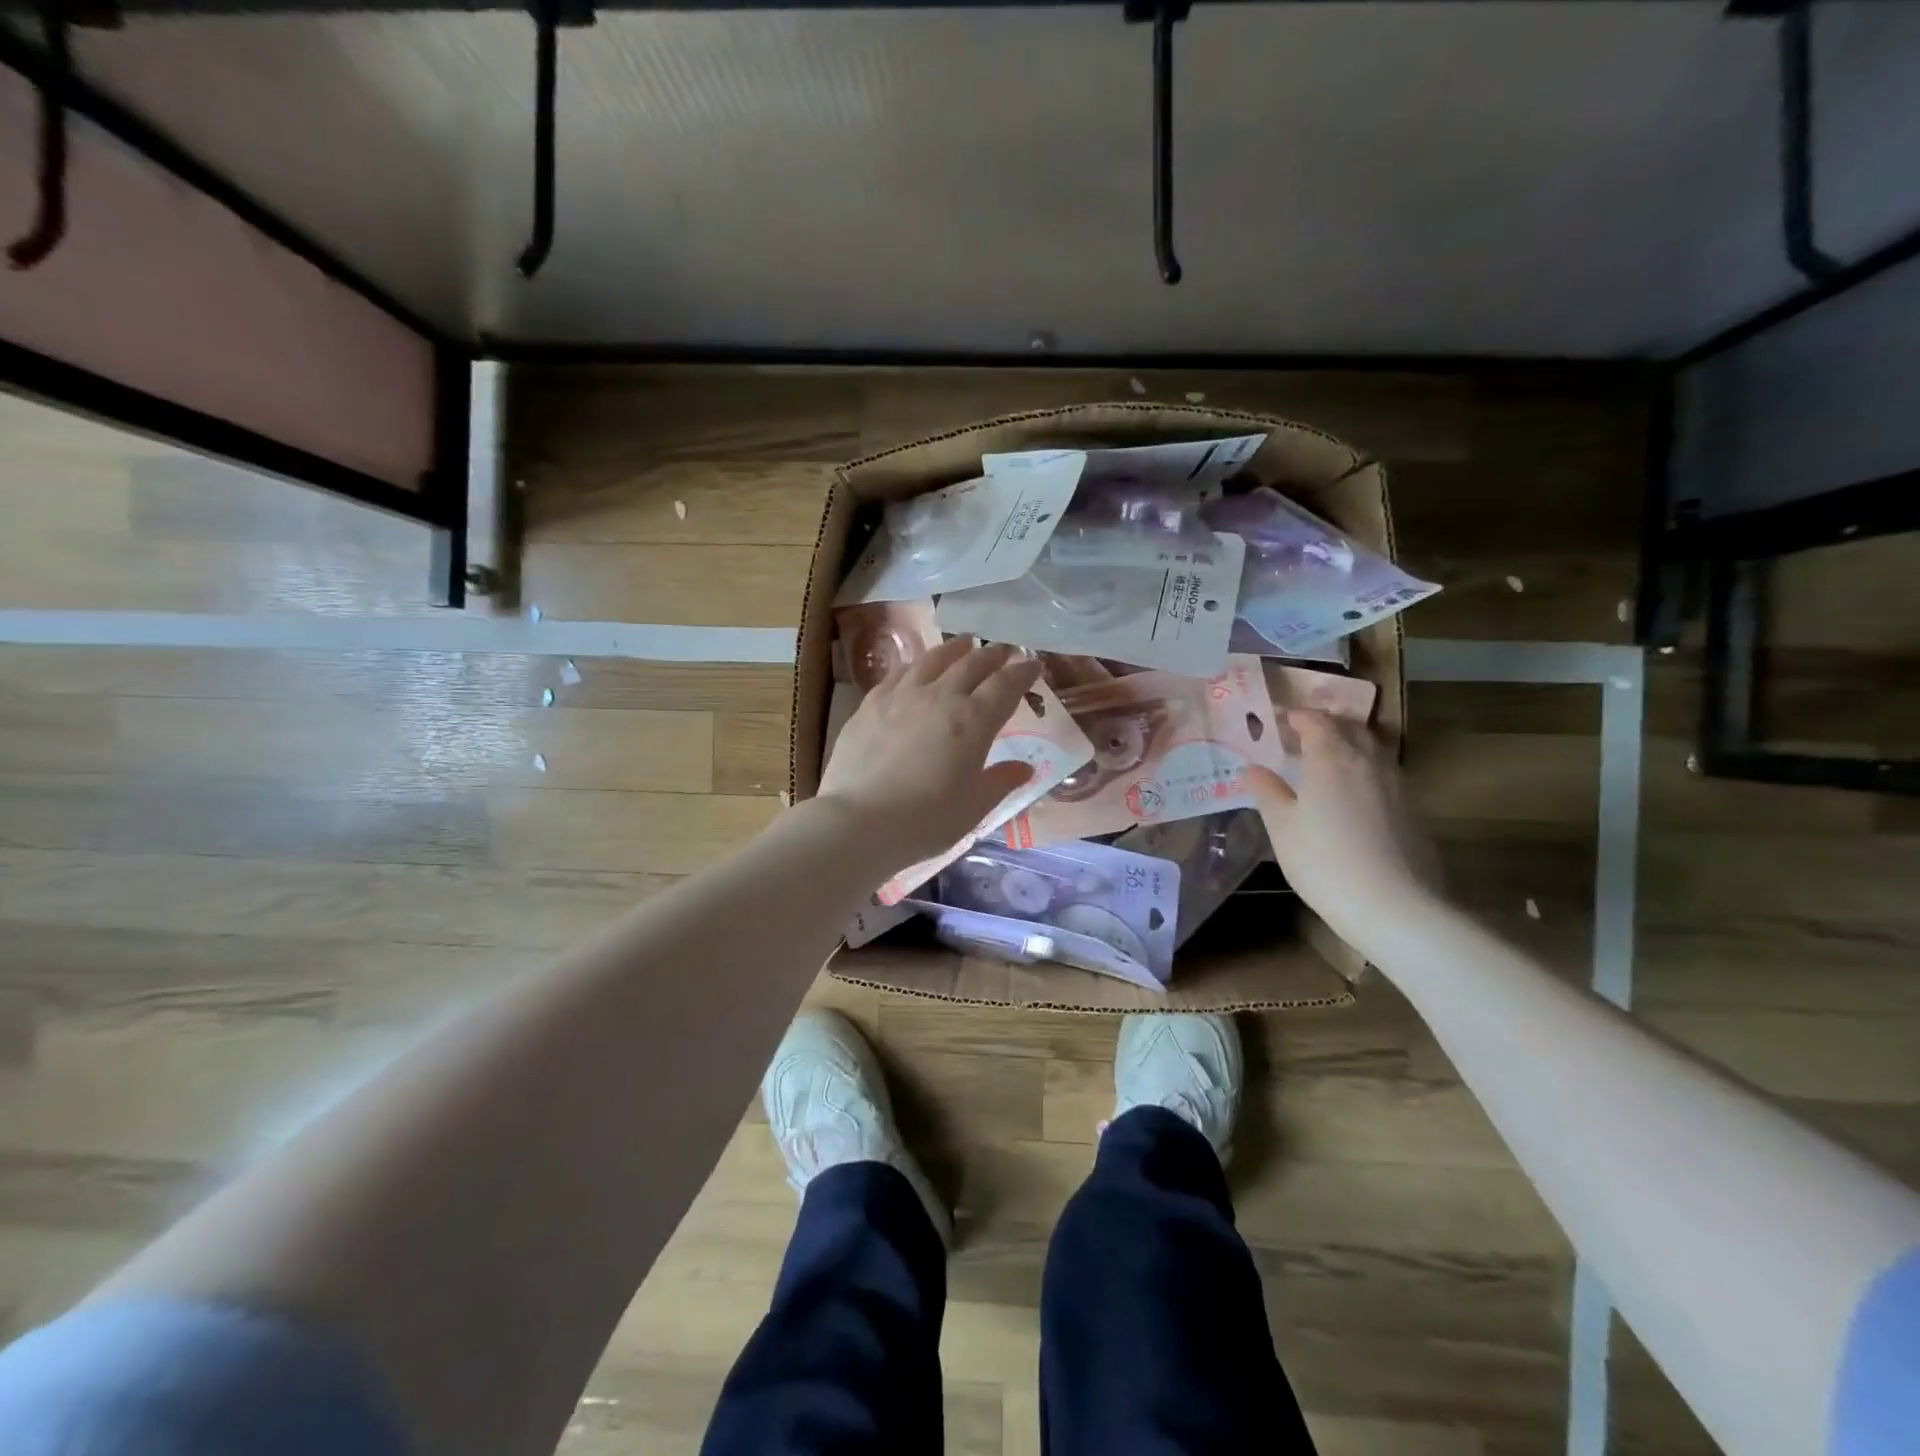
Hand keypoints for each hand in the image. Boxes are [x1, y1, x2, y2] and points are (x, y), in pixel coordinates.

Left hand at [818, 637, 1044, 865]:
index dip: (1022, 673)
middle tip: (1004, 650)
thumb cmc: (925, 821)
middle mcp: (941, 697)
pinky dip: (917, 664)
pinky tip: (917, 667)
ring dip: (955, 649)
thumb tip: (1024, 767)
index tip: (1033, 666)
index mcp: (973, 722)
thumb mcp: (973, 808)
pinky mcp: (871, 703)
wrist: (859, 821)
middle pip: (972, 665)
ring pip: (934, 660)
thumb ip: (1000, 782)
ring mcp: (902, 696)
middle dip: (993, 655)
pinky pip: (900, 673)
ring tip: (964, 644)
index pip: (1005, 686)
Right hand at [1245, 710, 1440, 943]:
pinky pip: (1384, 774)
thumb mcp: (1282, 827)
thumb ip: (1268, 792)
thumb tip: (1253, 768)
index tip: (1279, 720)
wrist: (1394, 906)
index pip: (1315, 720)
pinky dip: (1365, 771)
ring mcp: (1396, 784)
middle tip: (1302, 735)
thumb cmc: (1324, 861)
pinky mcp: (1412, 809)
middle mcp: (1368, 760)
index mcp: (1331, 757)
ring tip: (1327, 762)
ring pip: (1372, 749)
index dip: (1296, 716)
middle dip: (1326, 725)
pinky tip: (1352, 795)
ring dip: (1349, 745)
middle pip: (1350, 728)